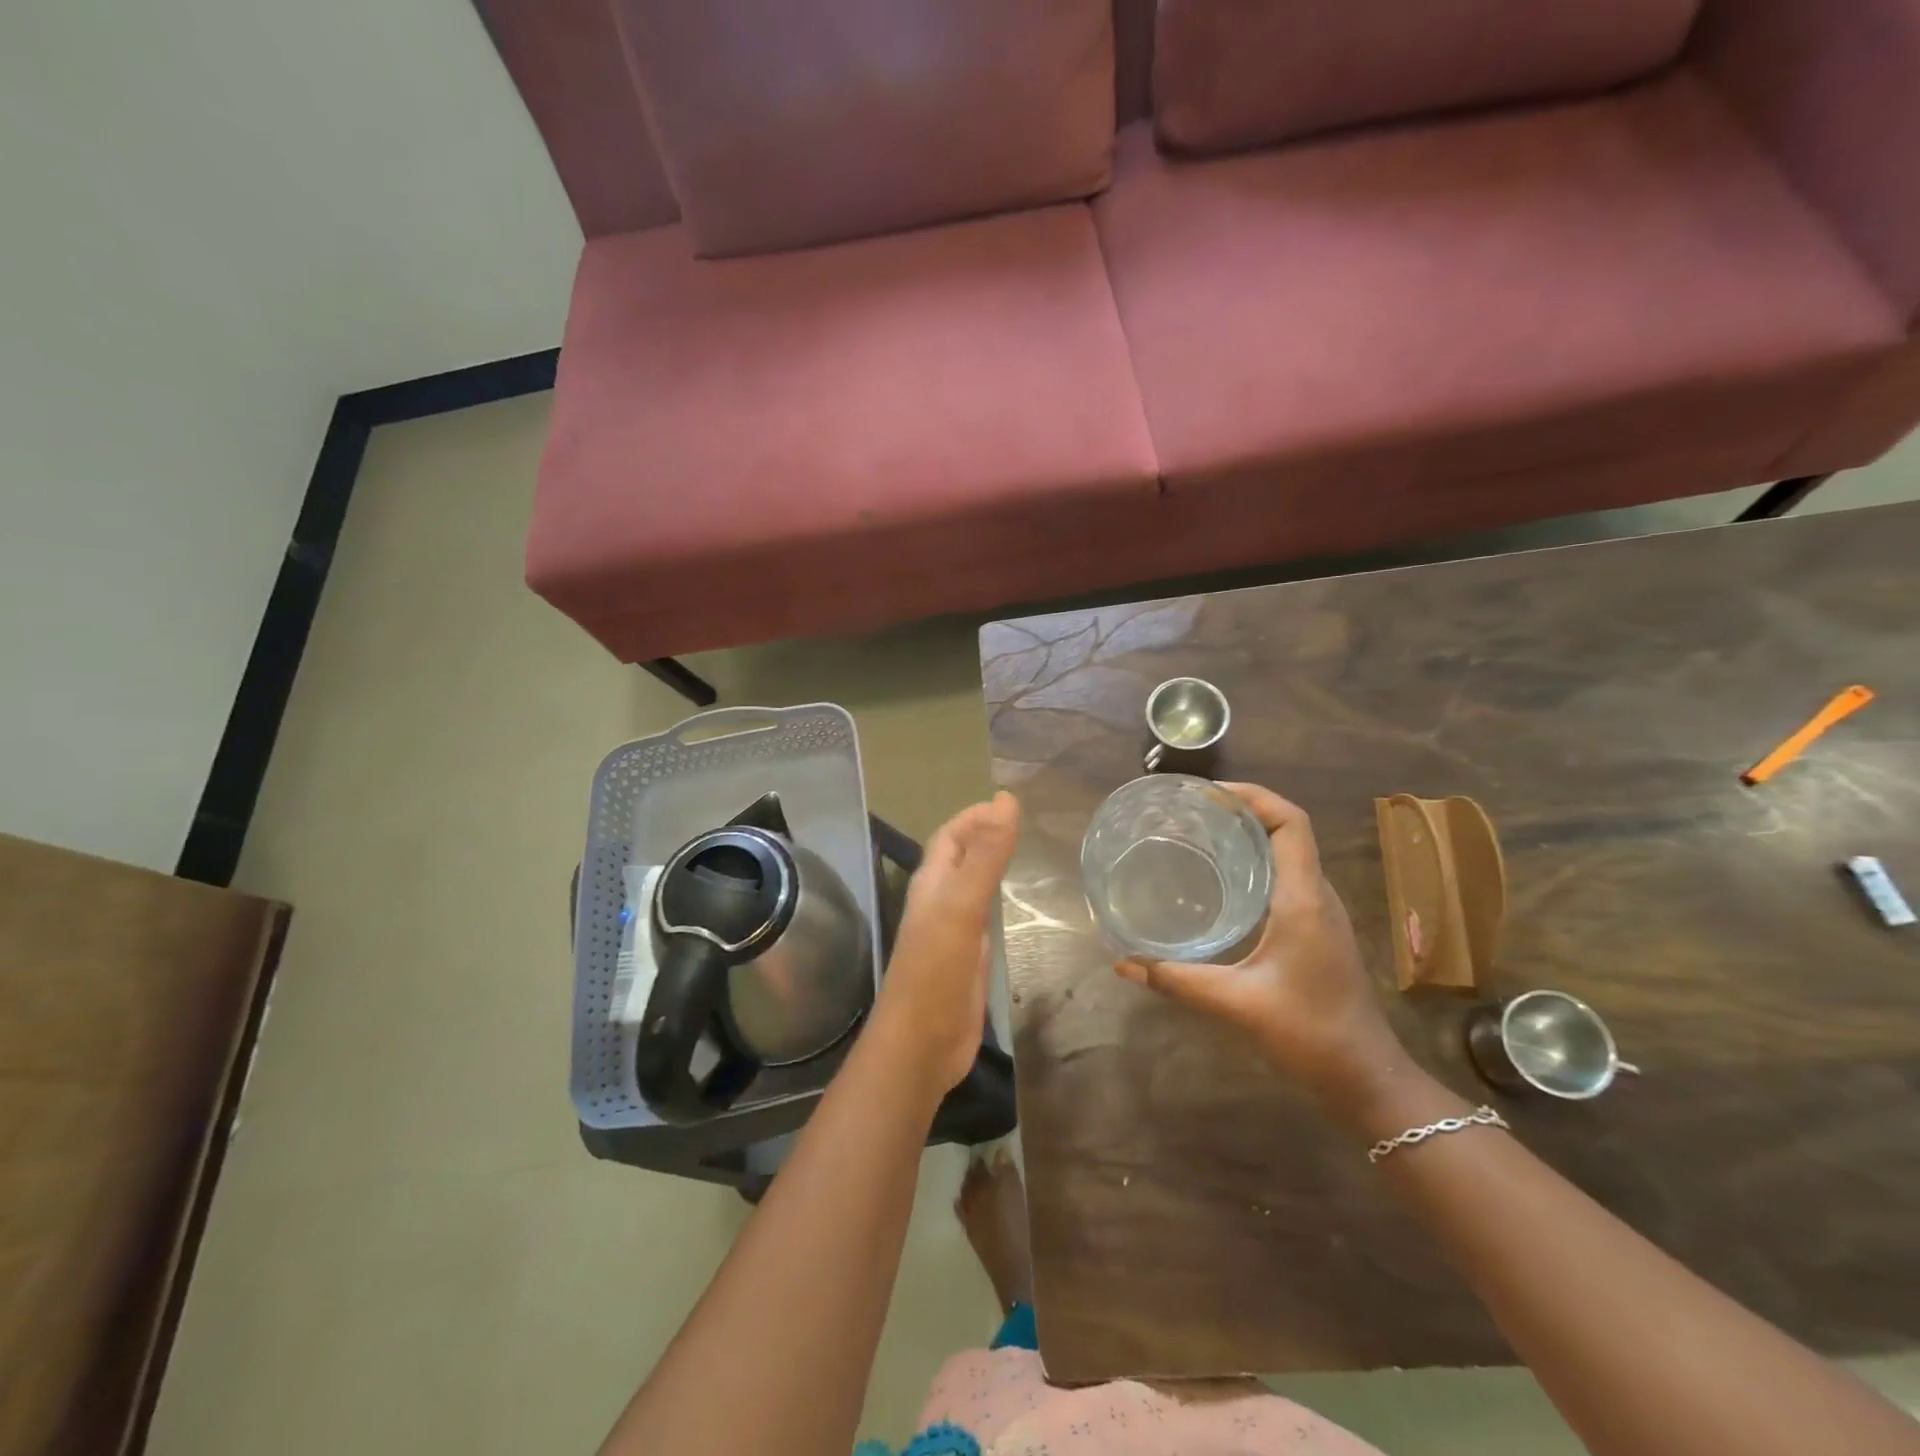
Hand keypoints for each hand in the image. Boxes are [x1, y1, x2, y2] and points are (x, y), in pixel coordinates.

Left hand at [871, 792, 1020, 1095]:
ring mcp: (951, 933)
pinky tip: (1011, 908)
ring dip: (989, 868)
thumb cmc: (936, 970)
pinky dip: (995, 903)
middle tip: (1022, 826)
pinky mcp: (966, 961)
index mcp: (931, 885)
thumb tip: (1006, 800)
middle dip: (983, 837)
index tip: (1008, 803)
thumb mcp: (963, 906)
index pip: (950, 836)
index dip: (974, 817)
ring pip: (969, 888)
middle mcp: (938, 903)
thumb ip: (986, 855)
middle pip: (958, 859)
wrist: (920, 1044)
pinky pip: (981, 920)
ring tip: (1022, 855)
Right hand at [1114, 783, 1405, 1114]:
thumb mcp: (1237, 1003)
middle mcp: (1316, 896)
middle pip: (1286, 830)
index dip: (1253, 797)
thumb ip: (1179, 981)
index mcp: (1304, 899)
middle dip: (1241, 811)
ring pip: (1286, 854)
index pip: (1291, 823)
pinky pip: (1285, 879)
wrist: (1367, 1079)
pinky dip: (1253, 865)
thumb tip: (1124, 964)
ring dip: (1248, 837)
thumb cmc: (1310, 1033)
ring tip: (1198, 838)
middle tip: (1190, 814)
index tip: (1208, 794)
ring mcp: (1320, 913)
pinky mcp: (1315, 931)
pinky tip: (1218, 885)